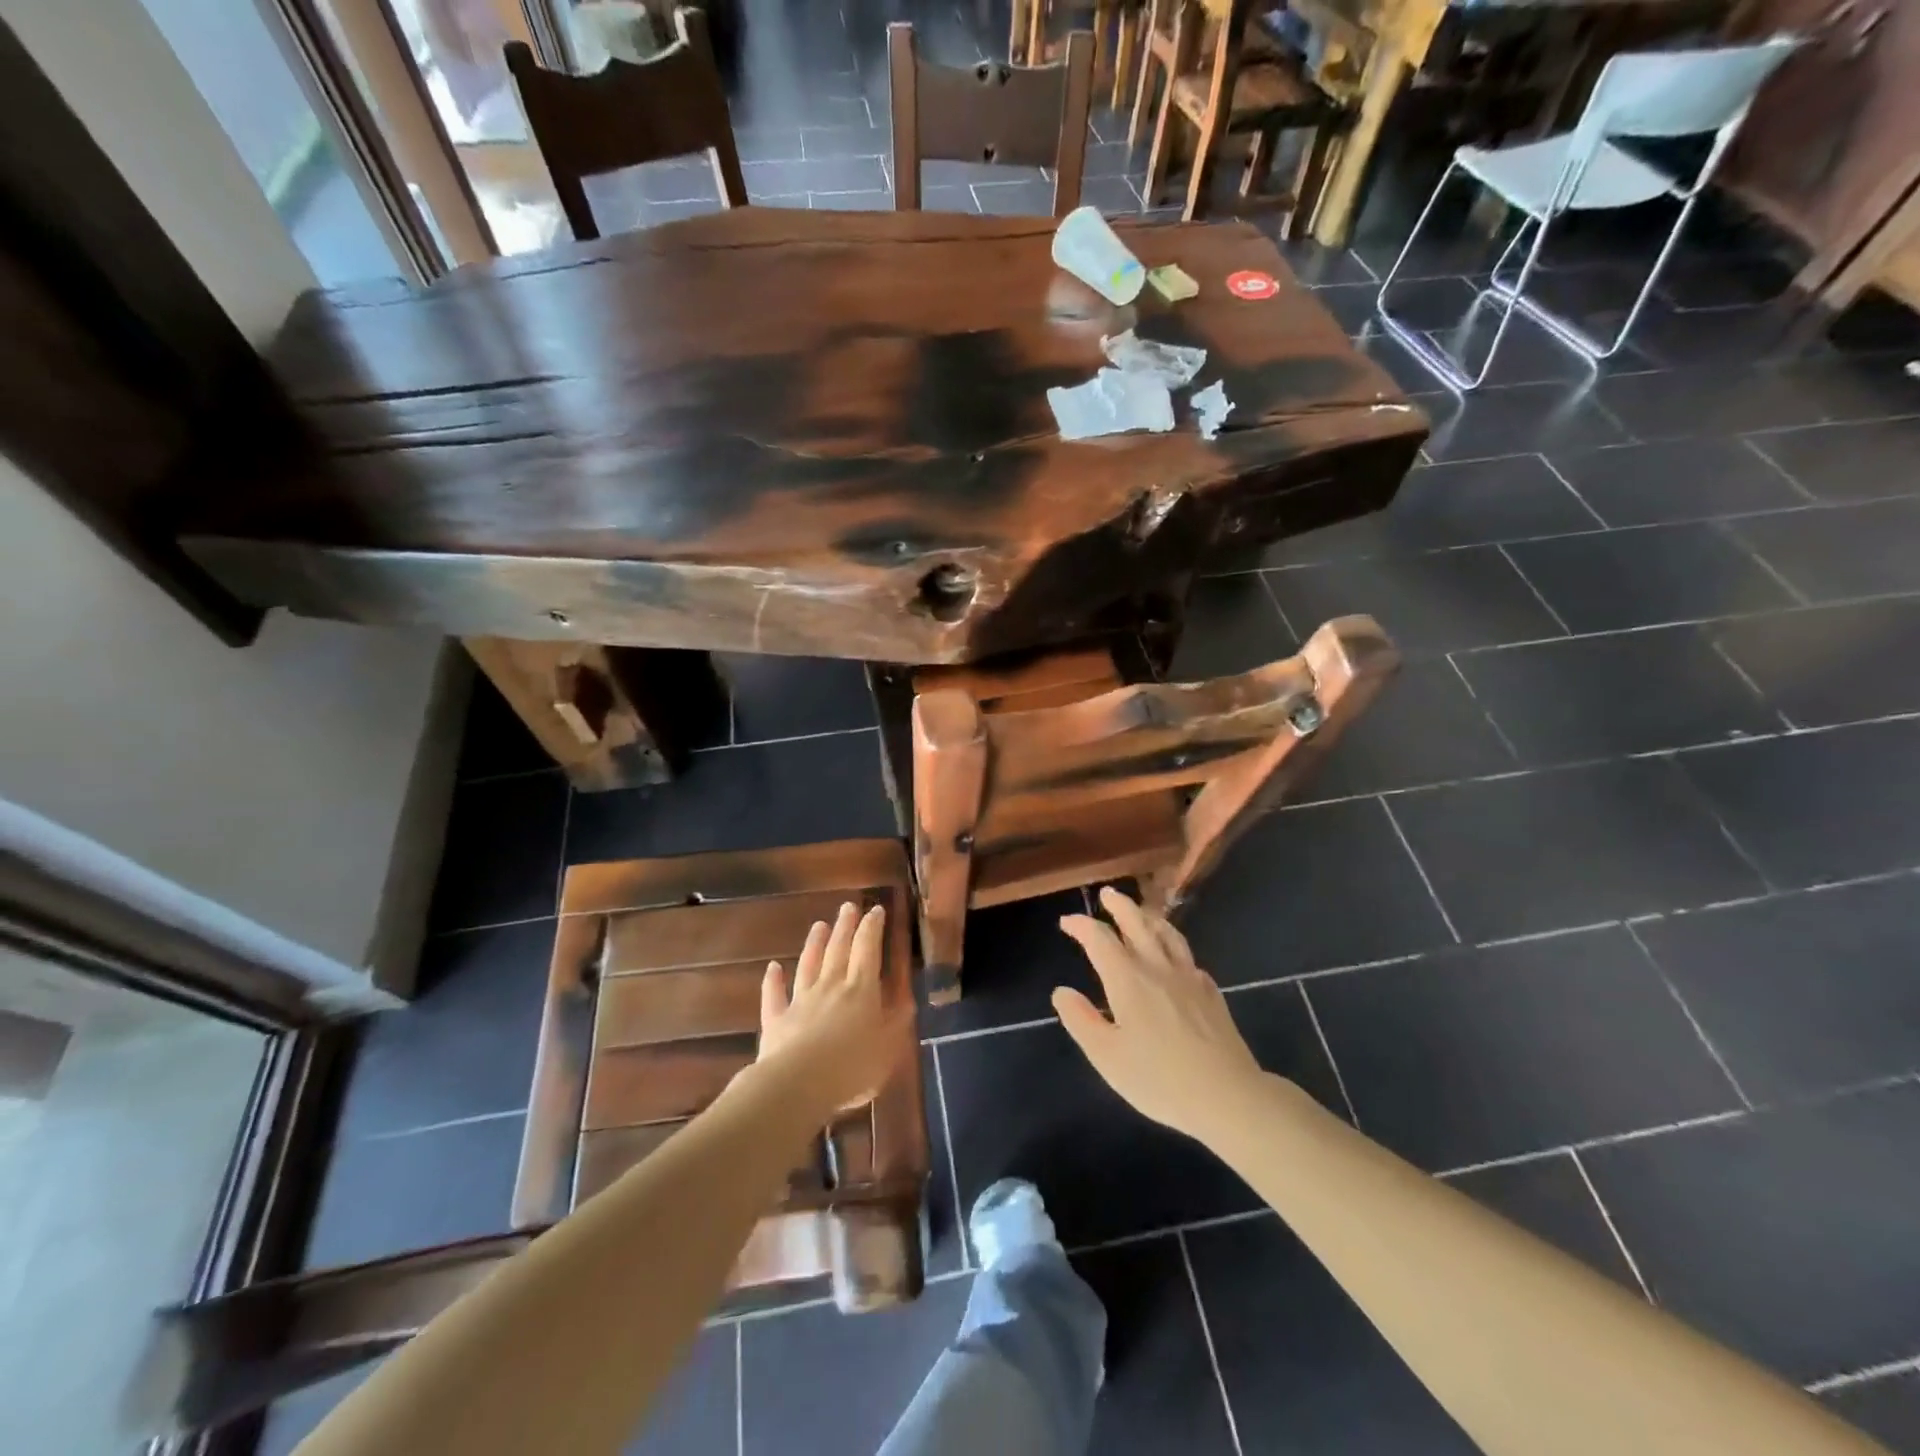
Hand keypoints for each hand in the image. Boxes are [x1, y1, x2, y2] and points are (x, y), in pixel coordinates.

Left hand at [756, 902, 908, 1114]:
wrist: (798, 1084)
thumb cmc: (853, 1066)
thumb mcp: (890, 1045)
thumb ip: (898, 1019)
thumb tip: (906, 997)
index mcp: (861, 989)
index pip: (868, 950)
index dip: (873, 928)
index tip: (876, 909)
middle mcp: (831, 986)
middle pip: (838, 949)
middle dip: (845, 926)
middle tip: (848, 905)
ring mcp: (801, 1000)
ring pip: (808, 964)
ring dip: (814, 943)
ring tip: (819, 924)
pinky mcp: (777, 1019)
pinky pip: (775, 994)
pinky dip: (773, 980)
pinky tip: (772, 967)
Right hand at [1054, 887, 1266, 1142]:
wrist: (1227, 1095)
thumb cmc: (1159, 1079)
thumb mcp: (1107, 1056)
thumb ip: (1081, 1020)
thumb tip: (1062, 992)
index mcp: (1127, 979)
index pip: (1099, 939)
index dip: (1081, 925)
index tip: (1067, 922)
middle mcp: (1157, 967)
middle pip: (1137, 922)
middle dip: (1119, 905)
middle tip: (1107, 893)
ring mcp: (1188, 977)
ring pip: (1167, 933)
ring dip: (1149, 916)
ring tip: (1141, 912)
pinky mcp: (1210, 992)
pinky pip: (1188, 957)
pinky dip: (1174, 947)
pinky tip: (1175, 958)